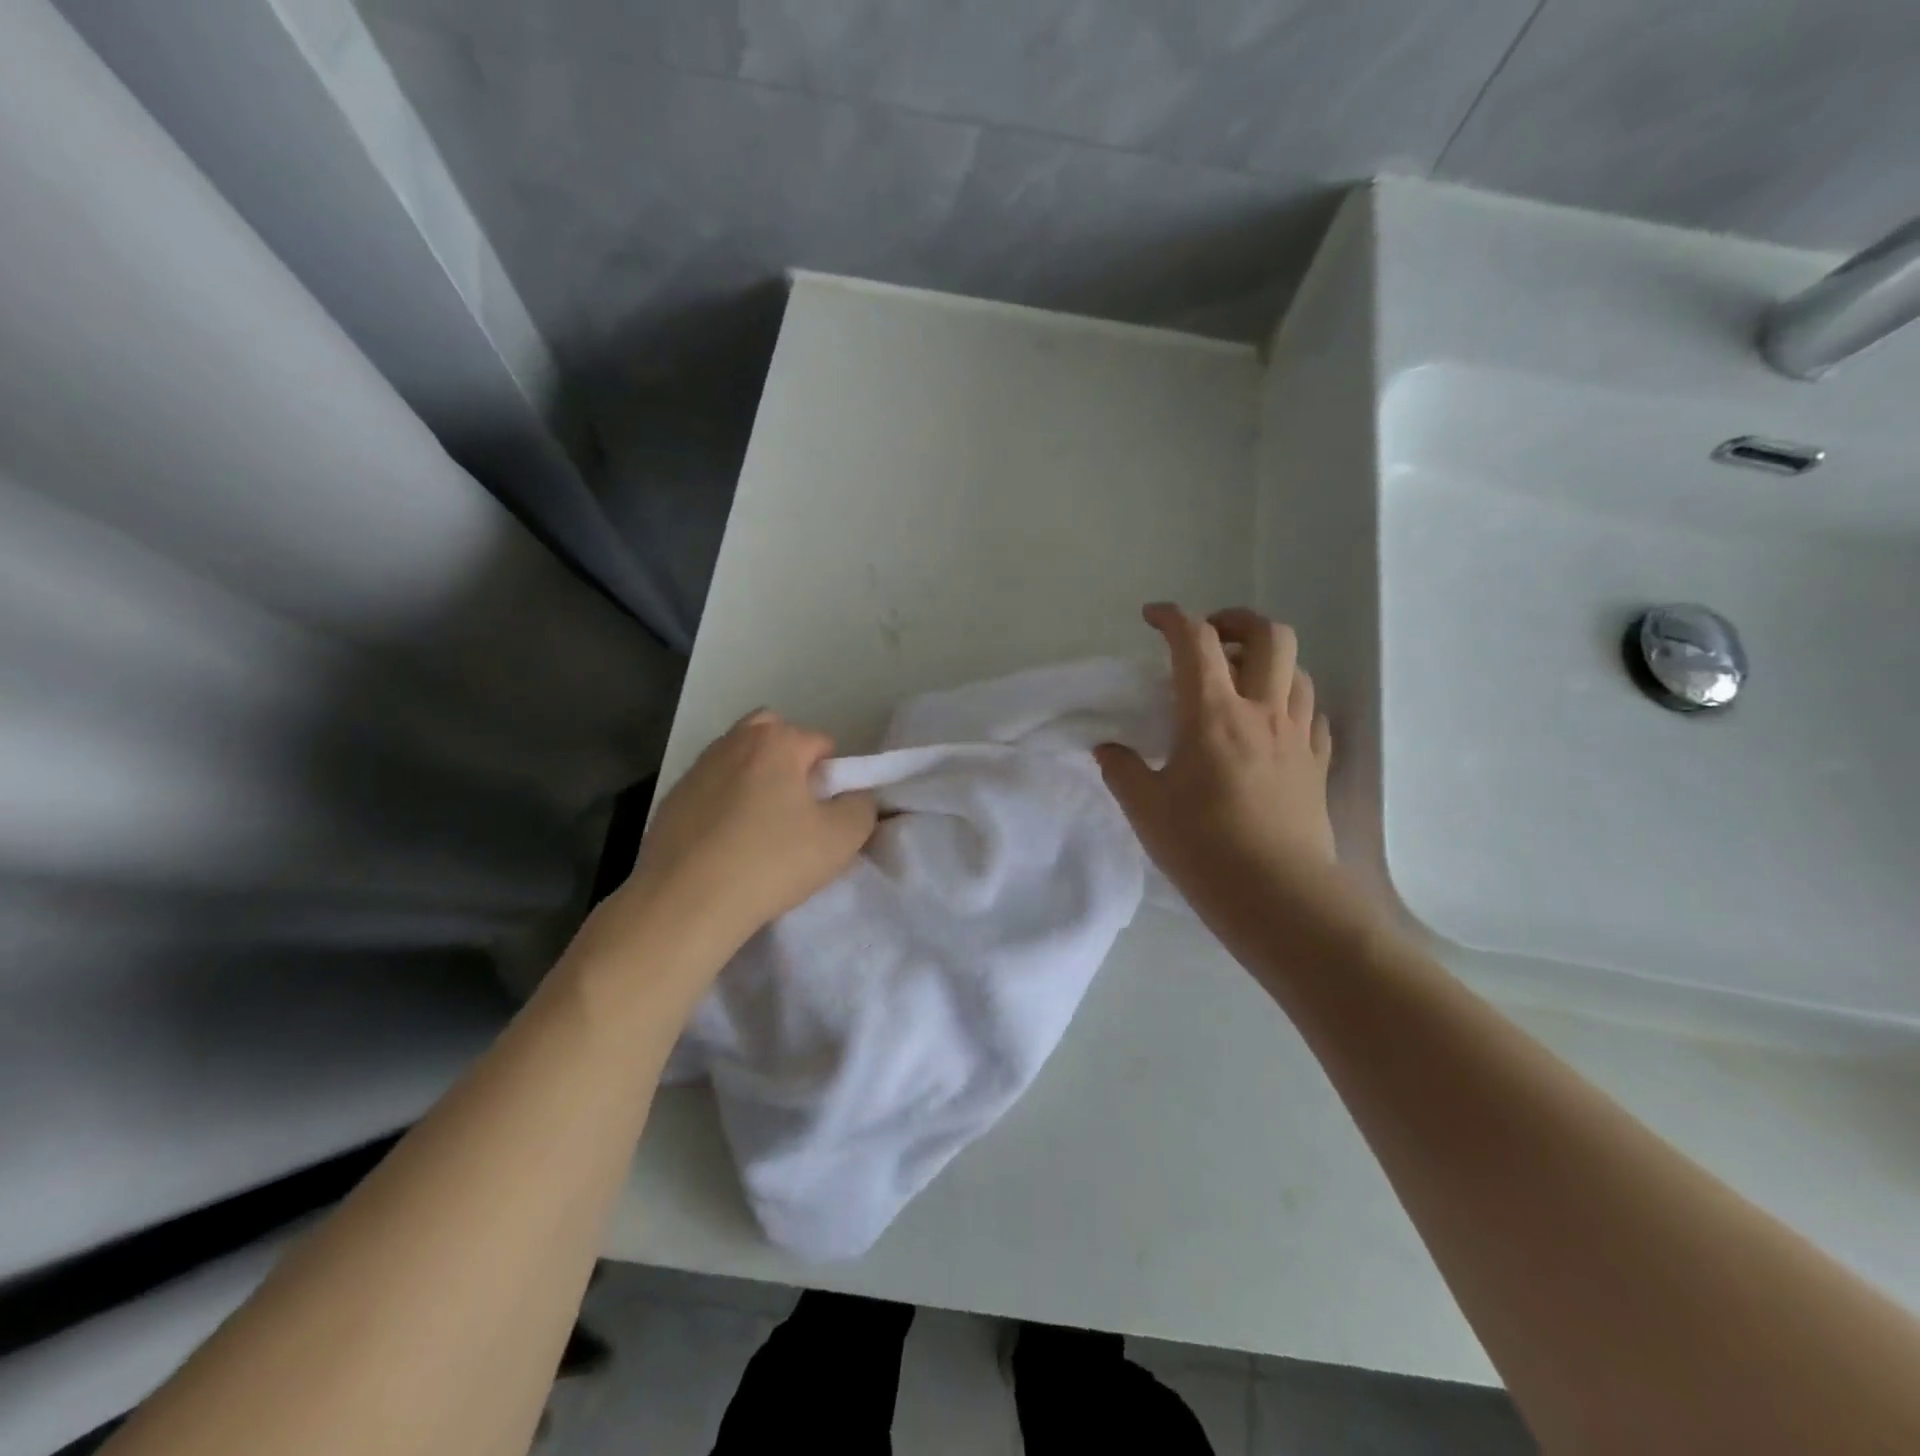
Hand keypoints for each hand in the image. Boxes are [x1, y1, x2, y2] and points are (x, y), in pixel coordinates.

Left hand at [625, 710, 876, 953]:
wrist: (685, 903)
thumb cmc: (771, 861)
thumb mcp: (842, 838)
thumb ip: (862, 806)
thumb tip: (853, 797)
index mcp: (775, 741)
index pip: (821, 743)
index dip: (832, 779)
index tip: (825, 816)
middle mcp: (733, 742)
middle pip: (774, 737)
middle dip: (790, 764)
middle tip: (795, 811)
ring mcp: (696, 769)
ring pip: (739, 762)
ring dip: (755, 783)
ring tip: (759, 833)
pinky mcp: (671, 800)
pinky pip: (711, 791)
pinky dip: (723, 807)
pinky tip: (725, 847)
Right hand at [1096, 604, 1340, 934]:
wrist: (1277, 897)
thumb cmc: (1203, 848)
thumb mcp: (1145, 809)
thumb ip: (1122, 769)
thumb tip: (1109, 749)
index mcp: (1213, 714)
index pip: (1195, 641)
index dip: (1172, 617)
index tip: (1152, 617)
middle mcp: (1262, 712)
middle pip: (1268, 635)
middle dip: (1237, 620)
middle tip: (1211, 636)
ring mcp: (1297, 737)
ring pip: (1297, 670)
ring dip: (1268, 660)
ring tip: (1242, 679)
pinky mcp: (1317, 765)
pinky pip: (1313, 713)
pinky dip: (1292, 702)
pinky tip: (1273, 723)